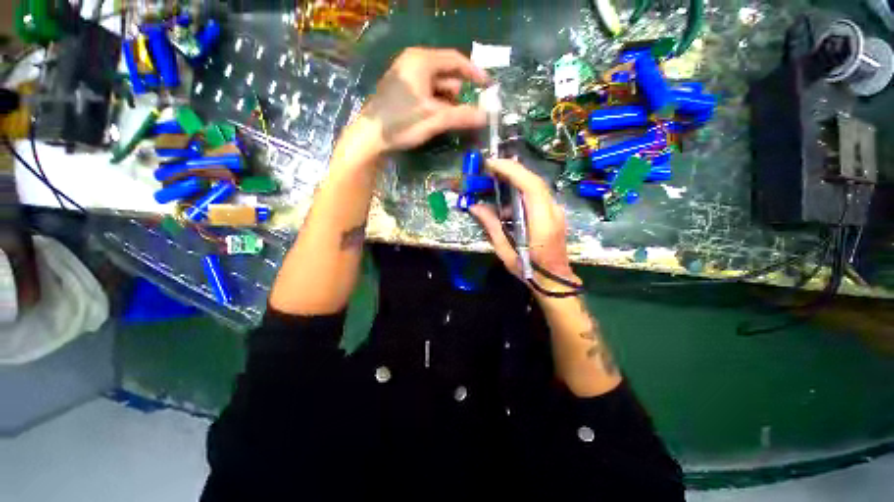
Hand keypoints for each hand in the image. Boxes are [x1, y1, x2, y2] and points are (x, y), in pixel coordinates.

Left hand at [348, 47, 489, 156]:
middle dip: (460, 93)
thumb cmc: (401, 123)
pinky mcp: (402, 91)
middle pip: (446, 74)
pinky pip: (427, 94)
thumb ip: (462, 116)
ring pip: (436, 86)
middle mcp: (413, 63)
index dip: (474, 72)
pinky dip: (436, 105)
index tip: (488, 85)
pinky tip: (439, 119)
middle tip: (471, 110)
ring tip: (455, 119)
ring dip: (448, 102)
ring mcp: (406, 77)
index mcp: (421, 61)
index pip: (455, 60)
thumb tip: (486, 116)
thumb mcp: (435, 119)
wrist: (369, 137)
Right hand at [469, 159, 579, 295]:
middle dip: (512, 170)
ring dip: (516, 181)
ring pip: (537, 186)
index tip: (491, 164)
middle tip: (490, 169)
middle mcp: (553, 212)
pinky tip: (508, 206)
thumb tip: (475, 207)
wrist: (555, 280)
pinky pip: (537, 196)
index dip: (511, 171)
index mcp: (542, 222)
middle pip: (535, 181)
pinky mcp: (554, 214)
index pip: (530, 186)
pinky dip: (521, 193)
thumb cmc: (528, 269)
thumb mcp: (505, 250)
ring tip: (497, 186)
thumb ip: (491, 226)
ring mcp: (556, 211)